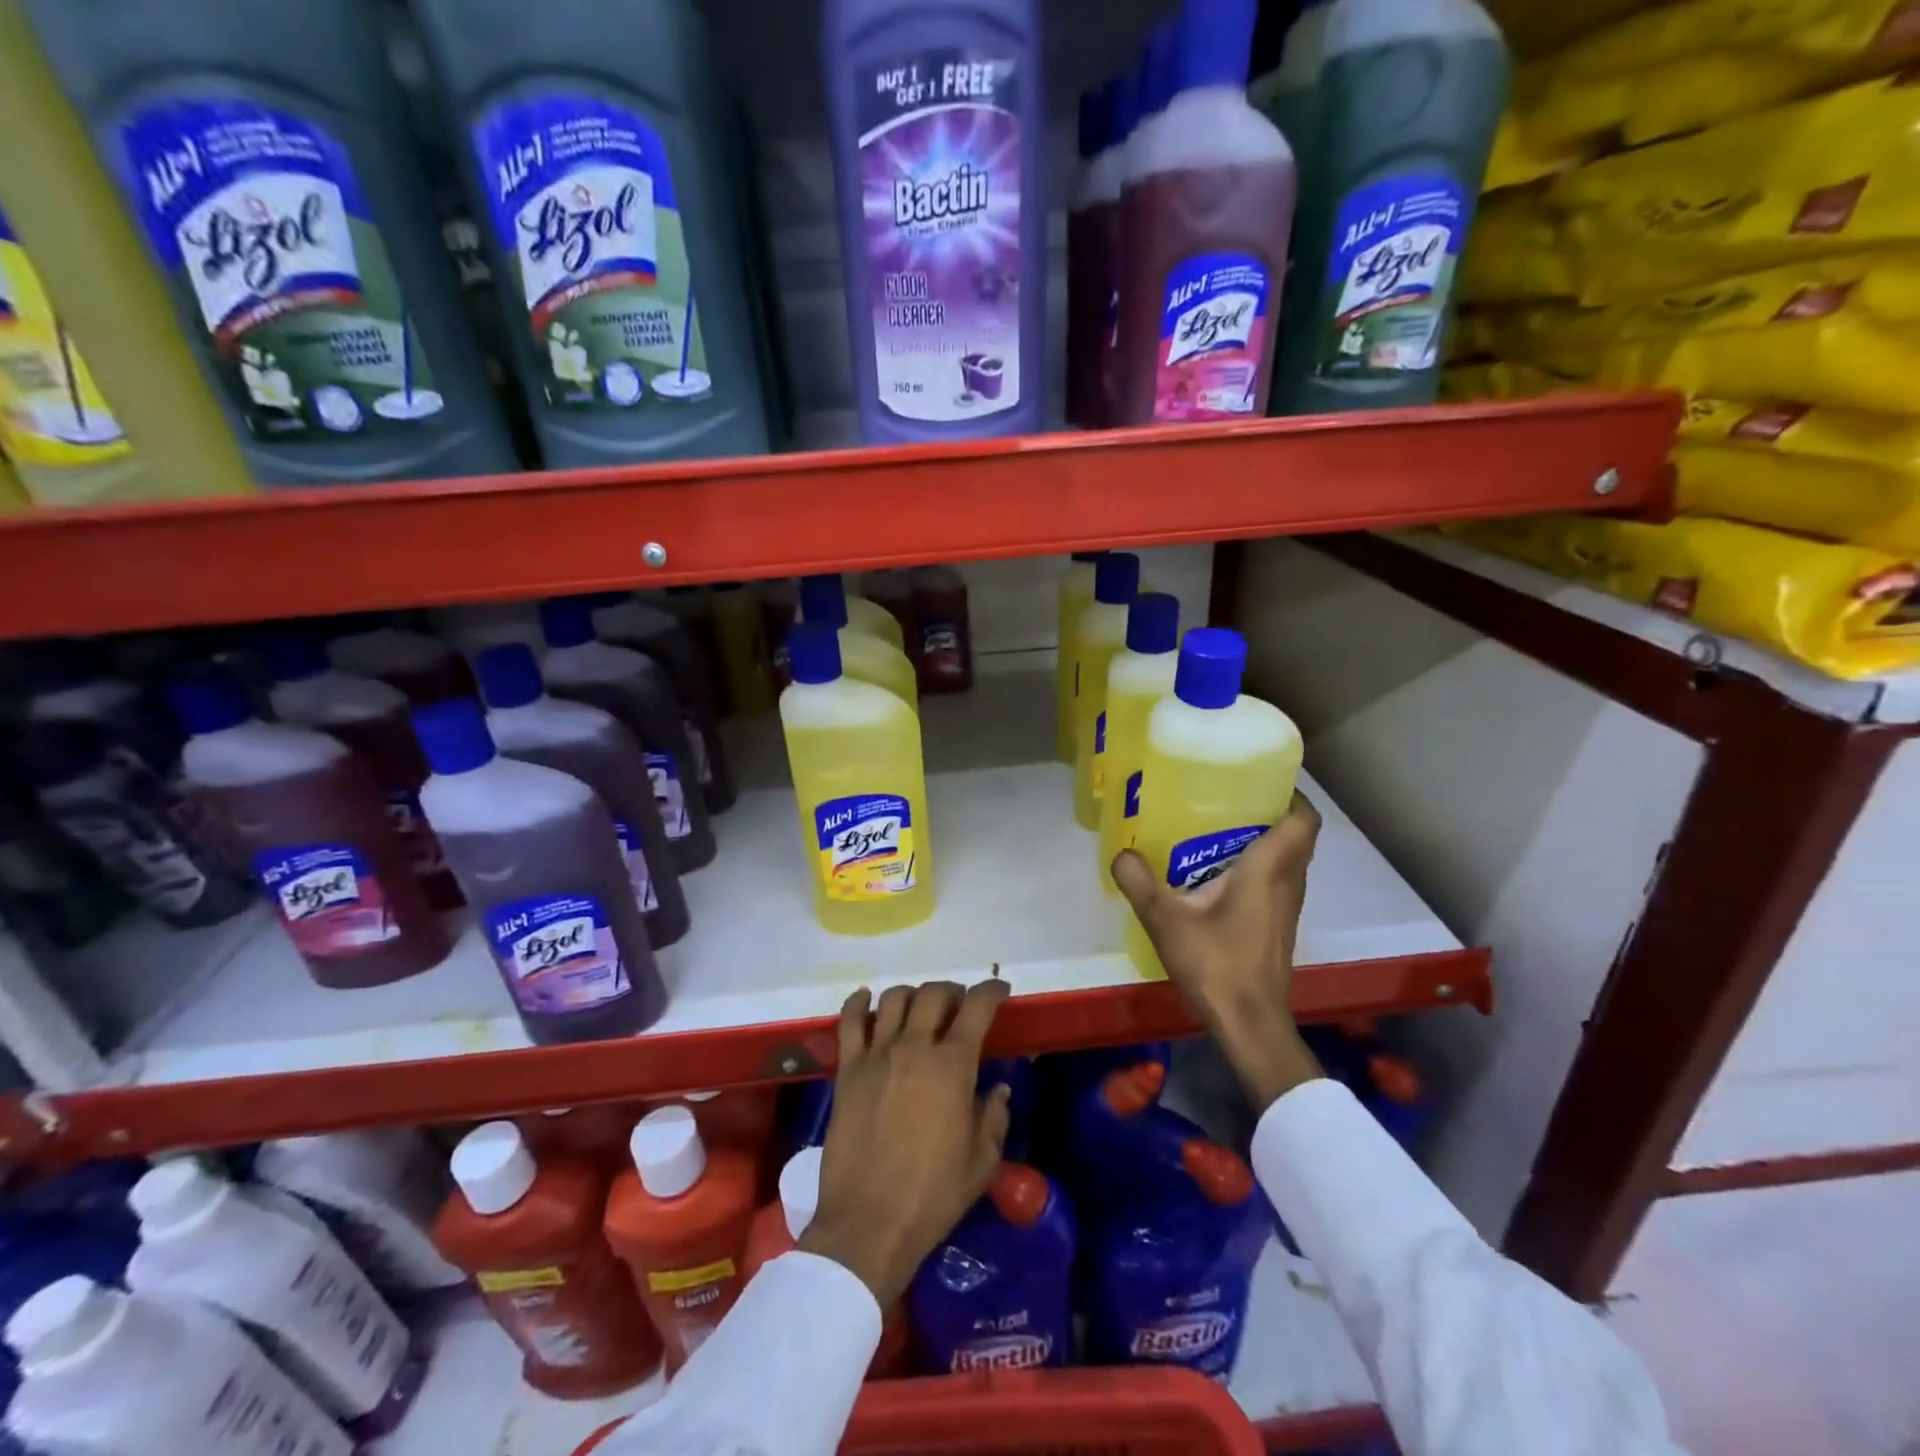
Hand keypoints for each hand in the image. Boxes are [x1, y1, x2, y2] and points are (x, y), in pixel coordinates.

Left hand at [799, 980, 1012, 1305]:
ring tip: (919, 1009)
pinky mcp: (847, 1070)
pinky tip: (867, 1000)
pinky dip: (859, 1003)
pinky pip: (850, 1022)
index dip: (991, 991)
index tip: (999, 990)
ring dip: (912, 995)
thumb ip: (994, 1117)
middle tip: (958, 1005)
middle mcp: (914, 1047)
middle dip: (951, 992)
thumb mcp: (981, 1162)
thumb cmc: (932, 1195)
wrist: (868, 1223)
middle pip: (933, 994)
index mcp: (952, 1066)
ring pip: (894, 999)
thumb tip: (998, 1088)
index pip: (976, 1008)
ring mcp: (876, 1055)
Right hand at [1111, 793, 1324, 1111]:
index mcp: (1269, 870)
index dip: (1290, 794)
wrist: (1250, 1023)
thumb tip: (1121, 852)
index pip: (1302, 819)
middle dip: (1270, 812)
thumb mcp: (1165, 921)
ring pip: (1289, 859)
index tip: (1260, 779)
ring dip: (1266, 840)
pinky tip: (1219, 875)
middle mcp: (1287, 882)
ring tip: (1219, 829)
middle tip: (1228, 799)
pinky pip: (1278, 880)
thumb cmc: (1216, 965)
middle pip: (1297, 835)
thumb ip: (1139, 882)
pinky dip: (1260, 867)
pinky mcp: (1279, 926)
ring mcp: (1287, 907)